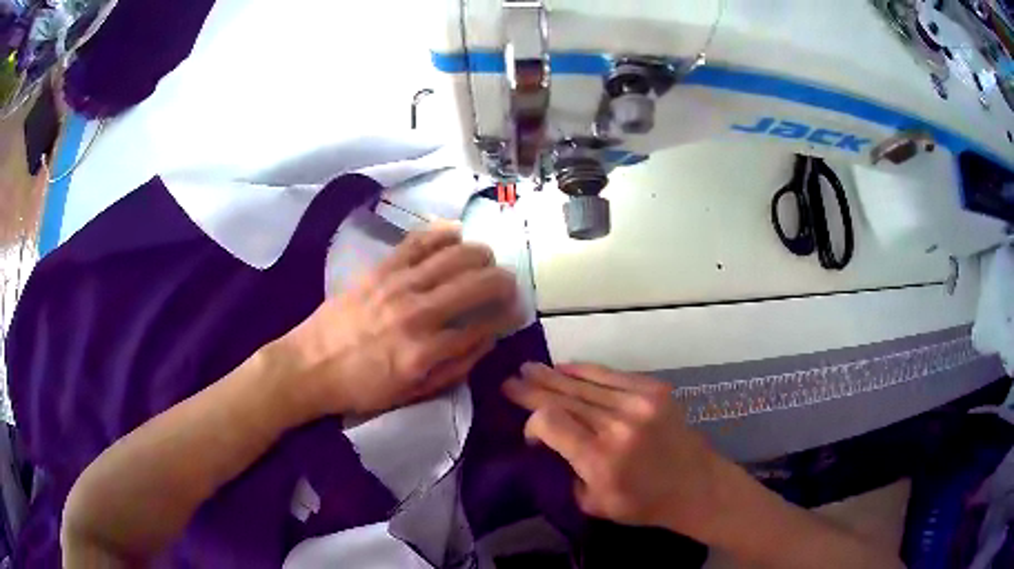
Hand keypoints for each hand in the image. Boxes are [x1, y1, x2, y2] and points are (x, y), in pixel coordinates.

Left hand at [278, 225, 521, 417]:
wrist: (309, 365)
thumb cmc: (361, 386)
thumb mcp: (411, 393)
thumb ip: (453, 367)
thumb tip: (487, 341)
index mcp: (426, 352)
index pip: (483, 325)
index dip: (507, 315)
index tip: (516, 311)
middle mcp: (417, 314)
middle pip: (475, 285)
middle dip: (502, 281)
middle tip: (509, 283)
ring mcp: (397, 286)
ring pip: (453, 258)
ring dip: (480, 254)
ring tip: (488, 259)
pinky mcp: (379, 269)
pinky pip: (417, 243)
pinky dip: (441, 233)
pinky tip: (456, 231)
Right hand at [503, 363, 721, 536]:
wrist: (696, 485)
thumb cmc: (643, 504)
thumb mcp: (593, 504)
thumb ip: (567, 471)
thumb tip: (550, 441)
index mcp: (601, 458)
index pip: (551, 422)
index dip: (532, 423)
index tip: (531, 436)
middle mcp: (618, 424)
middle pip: (564, 397)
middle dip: (533, 389)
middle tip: (510, 381)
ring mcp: (639, 402)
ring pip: (584, 383)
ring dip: (554, 375)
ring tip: (530, 368)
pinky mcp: (654, 390)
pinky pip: (610, 375)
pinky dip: (585, 371)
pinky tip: (566, 368)